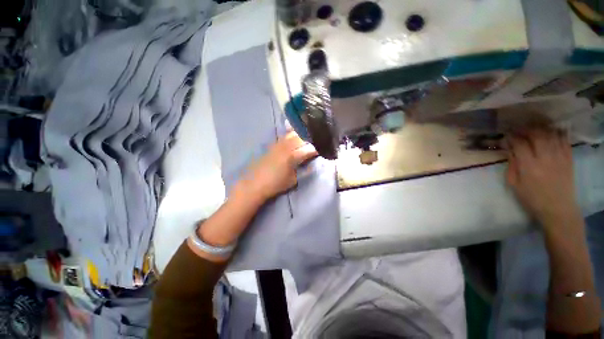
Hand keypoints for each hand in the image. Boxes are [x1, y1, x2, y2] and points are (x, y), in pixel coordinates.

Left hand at [235, 131, 317, 202]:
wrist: (255, 184)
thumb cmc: (275, 184)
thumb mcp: (293, 180)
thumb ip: (302, 169)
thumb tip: (309, 162)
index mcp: (293, 156)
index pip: (309, 149)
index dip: (317, 149)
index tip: (323, 149)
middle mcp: (286, 147)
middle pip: (302, 137)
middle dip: (311, 139)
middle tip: (317, 141)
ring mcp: (278, 144)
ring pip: (293, 133)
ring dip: (302, 133)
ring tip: (308, 134)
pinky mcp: (273, 145)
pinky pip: (284, 135)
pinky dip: (292, 133)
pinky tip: (295, 133)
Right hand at [506, 128, 581, 233]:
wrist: (558, 208)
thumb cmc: (532, 198)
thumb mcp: (514, 184)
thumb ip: (512, 165)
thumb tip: (509, 149)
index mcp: (529, 166)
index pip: (520, 144)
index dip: (512, 137)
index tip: (506, 135)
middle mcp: (545, 158)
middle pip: (537, 135)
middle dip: (526, 129)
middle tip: (519, 130)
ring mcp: (560, 157)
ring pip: (551, 134)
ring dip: (541, 129)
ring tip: (533, 129)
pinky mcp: (569, 158)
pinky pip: (564, 140)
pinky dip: (556, 133)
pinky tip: (550, 132)